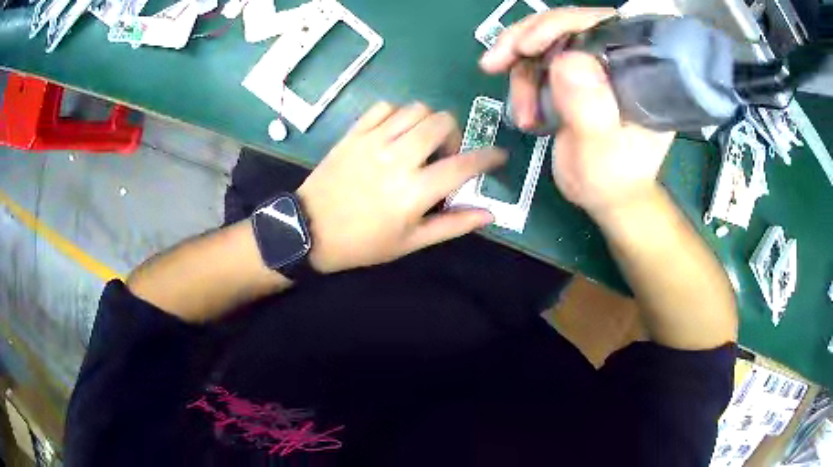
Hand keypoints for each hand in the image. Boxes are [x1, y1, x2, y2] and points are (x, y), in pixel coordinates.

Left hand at [297, 102, 505, 272]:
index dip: (488, 158)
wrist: (309, 230)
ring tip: (420, 143)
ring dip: (428, 122)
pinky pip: (384, 107)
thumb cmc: (362, 243)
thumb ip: (452, 225)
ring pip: (416, 108)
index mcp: (414, 190)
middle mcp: (397, 157)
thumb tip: (489, 214)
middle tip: (444, 155)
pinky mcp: (354, 133)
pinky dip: (397, 114)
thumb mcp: (410, 242)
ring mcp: (373, 140)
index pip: (464, 164)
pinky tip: (394, 133)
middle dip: (454, 135)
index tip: (498, 157)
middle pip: (442, 122)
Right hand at [480, 8, 674, 218]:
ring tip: (521, 111)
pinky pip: (539, 61)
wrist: (607, 197)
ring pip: (546, 42)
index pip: (600, 25)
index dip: (560, 24)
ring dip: (520, 68)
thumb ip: (590, 107)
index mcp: (636, 71)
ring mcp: (592, 66)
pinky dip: (522, 79)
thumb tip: (566, 60)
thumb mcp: (603, 150)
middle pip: (566, 25)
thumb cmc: (613, 179)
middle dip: (526, 39)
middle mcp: (615, 60)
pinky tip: (524, 111)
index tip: (526, 47)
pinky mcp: (574, 76)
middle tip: (495, 63)